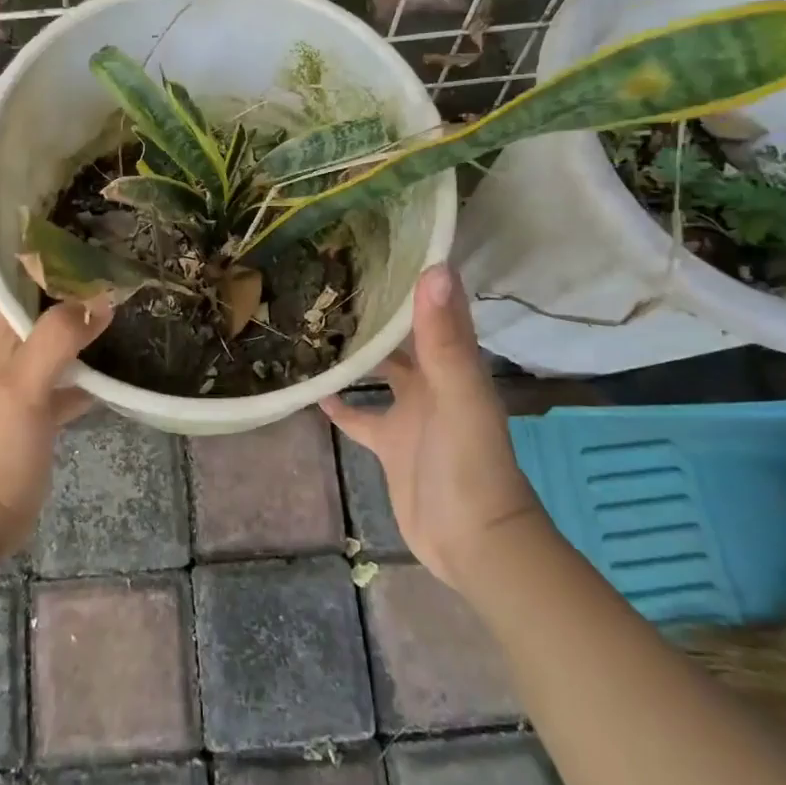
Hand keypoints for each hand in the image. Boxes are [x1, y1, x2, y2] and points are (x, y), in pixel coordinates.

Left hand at [0, 201, 113, 554]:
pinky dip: (93, 337)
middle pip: (13, 268)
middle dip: (36, 231)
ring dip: (69, 280)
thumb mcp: (23, 389)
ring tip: (109, 248)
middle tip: (80, 196)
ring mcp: (22, 360)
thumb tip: (104, 298)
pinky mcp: (43, 390)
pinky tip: (128, 327)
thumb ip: (57, 340)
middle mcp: (1, 329)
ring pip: (45, 306)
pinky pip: (71, 351)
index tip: (3, 165)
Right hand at [321, 264, 541, 587]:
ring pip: (378, 371)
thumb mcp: (459, 396)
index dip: (413, 275)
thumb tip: (435, 269)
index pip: (433, 307)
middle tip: (332, 277)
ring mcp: (409, 412)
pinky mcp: (388, 443)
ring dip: (354, 351)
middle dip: (375, 310)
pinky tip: (312, 388)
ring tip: (314, 322)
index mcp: (453, 362)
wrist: (472, 542)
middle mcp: (432, 380)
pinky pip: (359, 416)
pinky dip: (339, 403)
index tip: (380, 241)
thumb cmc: (469, 464)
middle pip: (402, 336)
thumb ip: (444, 338)